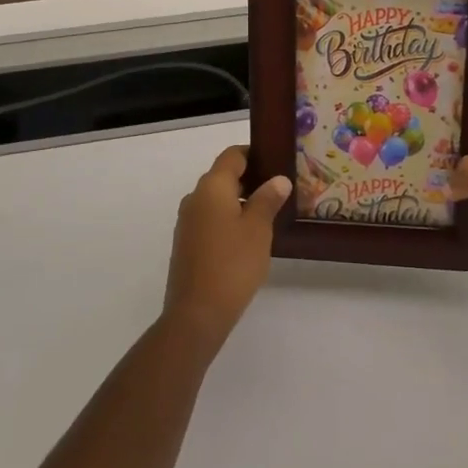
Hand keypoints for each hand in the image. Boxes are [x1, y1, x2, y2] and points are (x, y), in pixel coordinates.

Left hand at [165, 147, 291, 347]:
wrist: (197, 312)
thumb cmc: (233, 264)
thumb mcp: (258, 229)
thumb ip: (267, 200)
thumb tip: (278, 179)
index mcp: (211, 187)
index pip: (232, 156)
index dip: (254, 154)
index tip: (277, 161)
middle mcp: (195, 197)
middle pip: (223, 176)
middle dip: (251, 179)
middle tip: (280, 190)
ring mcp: (187, 220)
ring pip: (217, 199)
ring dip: (240, 201)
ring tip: (269, 213)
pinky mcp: (186, 242)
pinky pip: (210, 218)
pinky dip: (228, 218)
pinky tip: (248, 237)